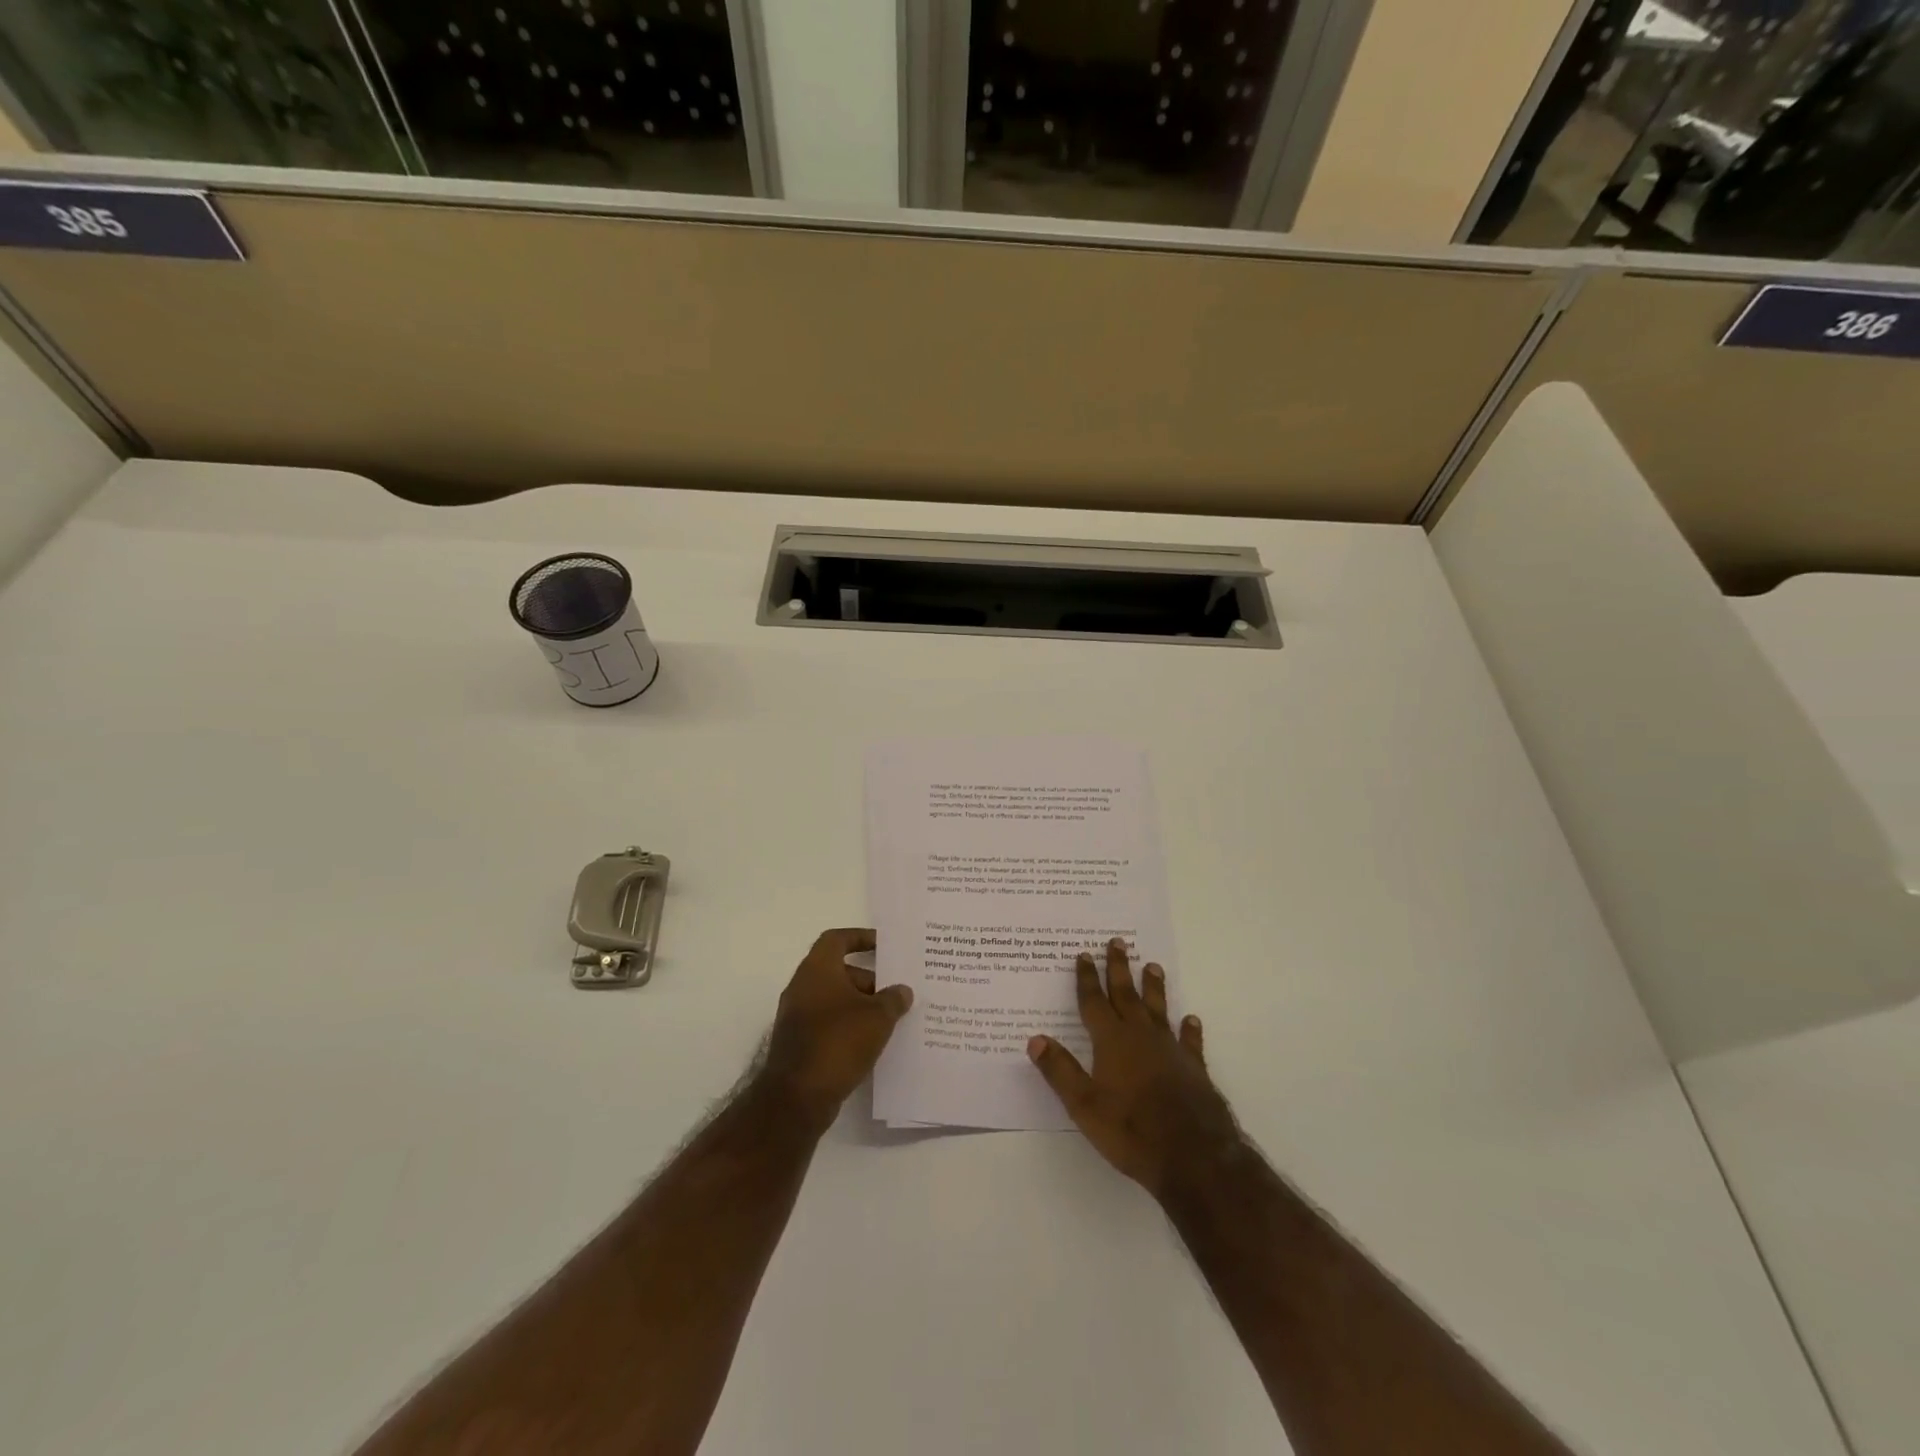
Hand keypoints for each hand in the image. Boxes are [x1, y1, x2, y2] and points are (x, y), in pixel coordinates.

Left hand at [762, 928, 913, 1134]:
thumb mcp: (877, 1017)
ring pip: (834, 999)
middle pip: (838, 971)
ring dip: (860, 1005)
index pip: (837, 939)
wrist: (797, 1097)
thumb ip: (893, 999)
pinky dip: (848, 1026)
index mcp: (817, 969)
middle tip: (896, 992)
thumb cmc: (838, 1042)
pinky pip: (828, 1023)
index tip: (884, 946)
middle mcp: (802, 986)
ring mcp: (797, 1016)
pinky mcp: (798, 1043)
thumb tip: (902, 991)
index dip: (860, 937)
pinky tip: (871, 1043)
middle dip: (868, 980)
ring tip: (890, 1019)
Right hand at [1028, 938, 1239, 1199]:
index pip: (1094, 1002)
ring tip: (1153, 965)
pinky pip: (1189, 1040)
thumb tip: (1035, 1039)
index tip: (1084, 954)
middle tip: (1118, 941)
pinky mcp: (1193, 1067)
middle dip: (1119, 968)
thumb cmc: (1131, 1130)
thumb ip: (1060, 1071)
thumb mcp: (1084, 1105)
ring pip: (1159, 1009)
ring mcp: (1170, 1049)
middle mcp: (1141, 1036)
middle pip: (1127, 994)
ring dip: (1154, 987)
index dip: (1087, 979)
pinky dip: (1189, 1029)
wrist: (1193, 1154)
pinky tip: (1191, 1019)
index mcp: (1111, 1041)